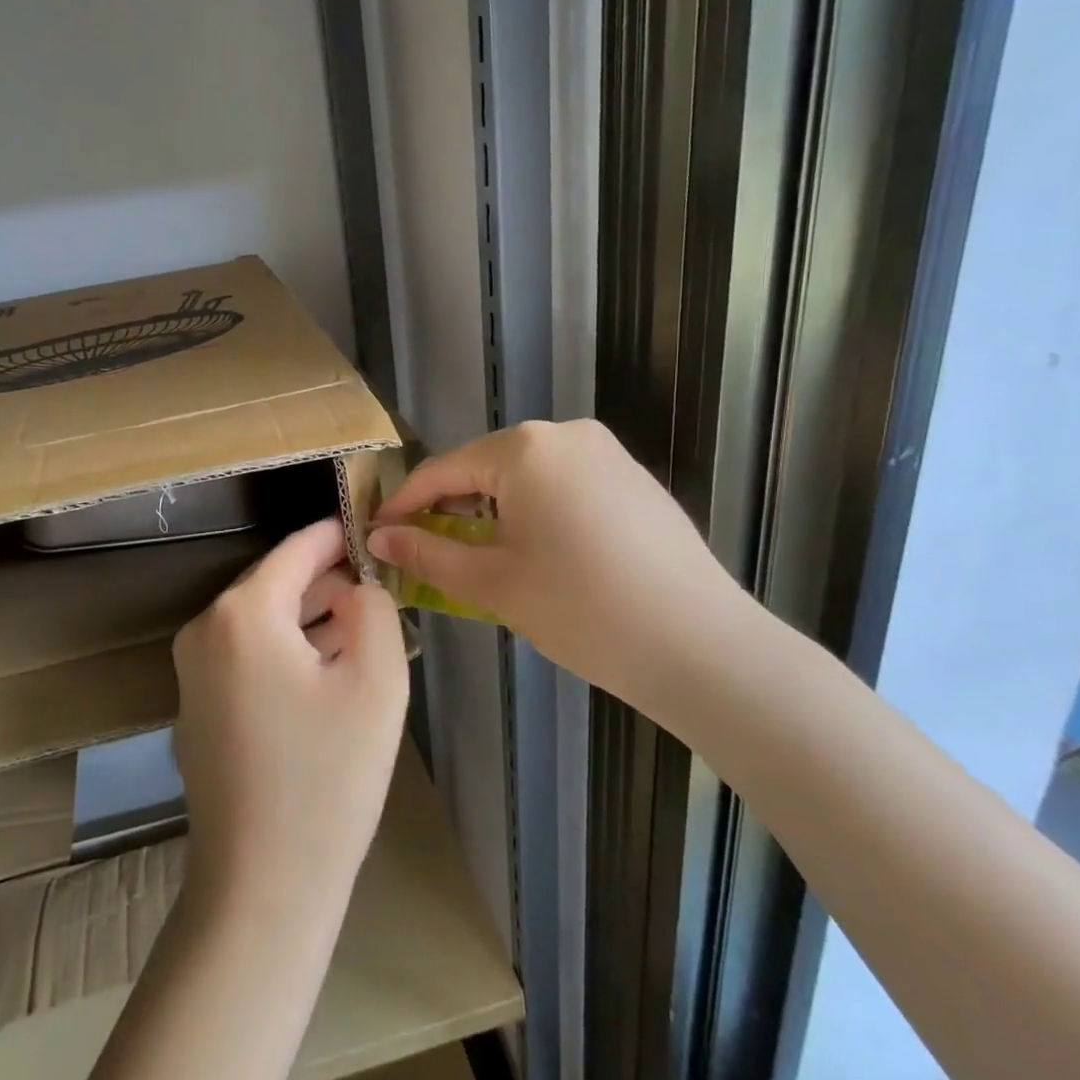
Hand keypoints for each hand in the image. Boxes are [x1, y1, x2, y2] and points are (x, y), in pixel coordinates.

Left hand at [172, 518, 408, 930]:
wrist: (261, 888)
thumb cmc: (327, 780)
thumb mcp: (376, 682)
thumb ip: (374, 609)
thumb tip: (356, 584)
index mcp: (243, 613)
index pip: (297, 549)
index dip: (338, 535)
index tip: (372, 527)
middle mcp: (205, 629)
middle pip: (276, 583)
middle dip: (328, 581)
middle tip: (378, 587)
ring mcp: (192, 670)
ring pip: (262, 621)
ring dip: (310, 617)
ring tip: (362, 626)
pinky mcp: (196, 705)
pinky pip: (247, 655)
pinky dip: (287, 650)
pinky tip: (326, 669)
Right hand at [366, 420, 758, 722]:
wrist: (702, 646)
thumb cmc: (581, 608)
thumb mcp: (492, 582)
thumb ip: (428, 551)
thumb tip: (379, 536)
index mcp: (524, 448)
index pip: (442, 471)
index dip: (405, 504)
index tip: (377, 533)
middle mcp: (565, 434)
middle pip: (484, 467)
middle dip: (451, 507)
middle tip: (428, 552)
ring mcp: (607, 453)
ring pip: (526, 476)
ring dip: (494, 510)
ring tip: (482, 557)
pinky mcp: (633, 479)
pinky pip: (564, 484)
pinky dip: (537, 511)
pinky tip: (542, 554)